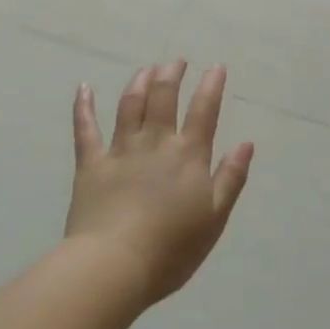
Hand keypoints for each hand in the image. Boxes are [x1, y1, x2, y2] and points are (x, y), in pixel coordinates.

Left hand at [67, 61, 253, 305]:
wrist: (114, 266)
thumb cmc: (171, 249)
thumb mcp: (214, 219)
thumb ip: (231, 178)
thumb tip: (246, 143)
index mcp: (188, 156)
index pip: (203, 111)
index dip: (211, 86)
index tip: (215, 67)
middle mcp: (155, 143)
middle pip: (163, 98)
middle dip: (171, 75)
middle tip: (176, 62)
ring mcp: (120, 150)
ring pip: (129, 105)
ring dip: (139, 82)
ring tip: (146, 68)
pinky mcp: (91, 164)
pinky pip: (85, 129)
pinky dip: (83, 106)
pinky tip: (84, 88)